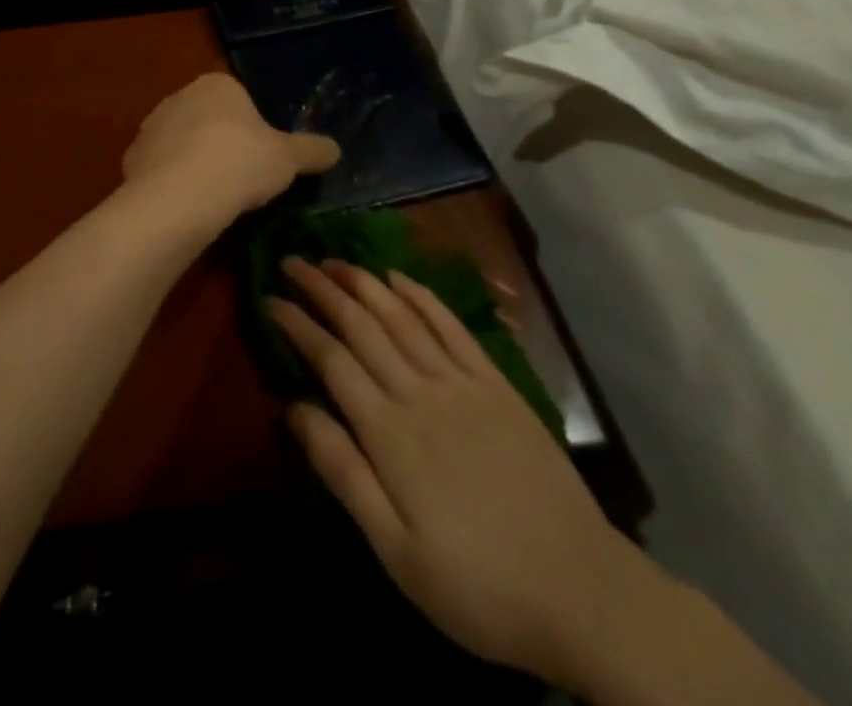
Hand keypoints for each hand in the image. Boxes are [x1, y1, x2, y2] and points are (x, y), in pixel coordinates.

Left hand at [122, 74, 339, 227]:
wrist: (181, 195)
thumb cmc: (241, 162)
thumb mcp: (288, 158)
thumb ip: (312, 150)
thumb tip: (335, 149)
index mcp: (217, 85)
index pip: (239, 100)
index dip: (252, 130)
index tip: (260, 159)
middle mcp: (179, 96)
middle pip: (207, 120)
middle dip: (221, 145)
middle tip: (240, 180)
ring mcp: (151, 126)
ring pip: (181, 144)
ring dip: (194, 164)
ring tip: (213, 198)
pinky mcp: (132, 157)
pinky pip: (159, 168)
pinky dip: (171, 183)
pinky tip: (185, 206)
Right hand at [268, 258, 662, 690]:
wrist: (581, 592)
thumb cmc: (476, 583)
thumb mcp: (396, 550)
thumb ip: (343, 471)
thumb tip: (293, 408)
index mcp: (390, 432)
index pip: (331, 359)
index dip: (298, 324)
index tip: (270, 298)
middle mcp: (420, 391)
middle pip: (362, 325)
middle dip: (323, 289)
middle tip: (293, 261)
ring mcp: (461, 382)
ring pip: (401, 315)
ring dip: (364, 282)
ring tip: (334, 259)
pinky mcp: (496, 383)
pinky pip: (451, 326)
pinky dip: (421, 296)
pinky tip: (399, 277)